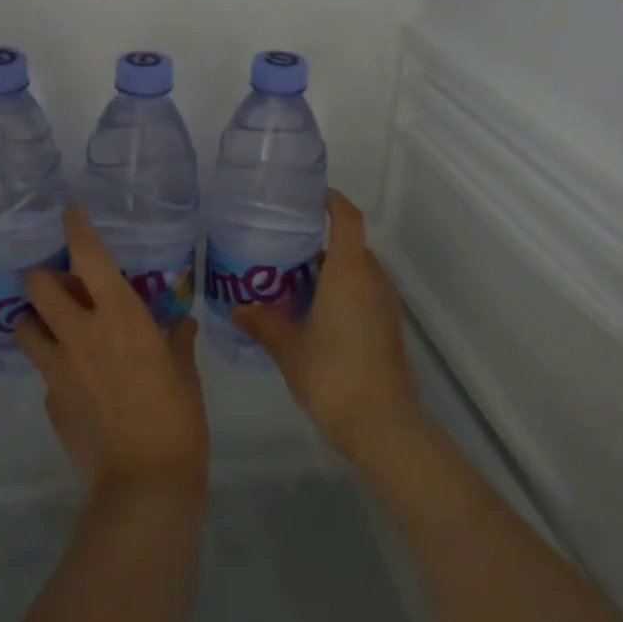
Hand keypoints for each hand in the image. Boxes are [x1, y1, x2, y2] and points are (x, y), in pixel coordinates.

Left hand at [19, 205, 210, 503]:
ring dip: (35, 320)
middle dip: (43, 277)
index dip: (76, 227)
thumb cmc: (177, 419)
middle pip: (37, 285)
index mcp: (119, 315)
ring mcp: (58, 368)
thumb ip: (178, 342)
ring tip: (56, 329)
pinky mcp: (49, 401)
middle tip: (63, 287)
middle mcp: (80, 332)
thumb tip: (182, 325)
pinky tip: (77, 384)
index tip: (70, 213)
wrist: (144, 486)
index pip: (88, 254)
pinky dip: (54, 367)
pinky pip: (44, 373)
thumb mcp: (185, 374)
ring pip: (23, 326)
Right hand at [234, 190, 427, 469]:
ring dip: (328, 269)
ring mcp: (384, 303)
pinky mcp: (386, 326)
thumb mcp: (288, 348)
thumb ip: (262, 323)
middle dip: (317, 241)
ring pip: (355, 270)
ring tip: (289, 279)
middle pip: (348, 244)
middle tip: (280, 246)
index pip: (347, 218)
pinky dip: (338, 291)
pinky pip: (361, 292)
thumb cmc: (333, 374)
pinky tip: (311, 312)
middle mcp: (371, 278)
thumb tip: (236, 307)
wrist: (383, 426)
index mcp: (349, 271)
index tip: (307, 196)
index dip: (331, 201)